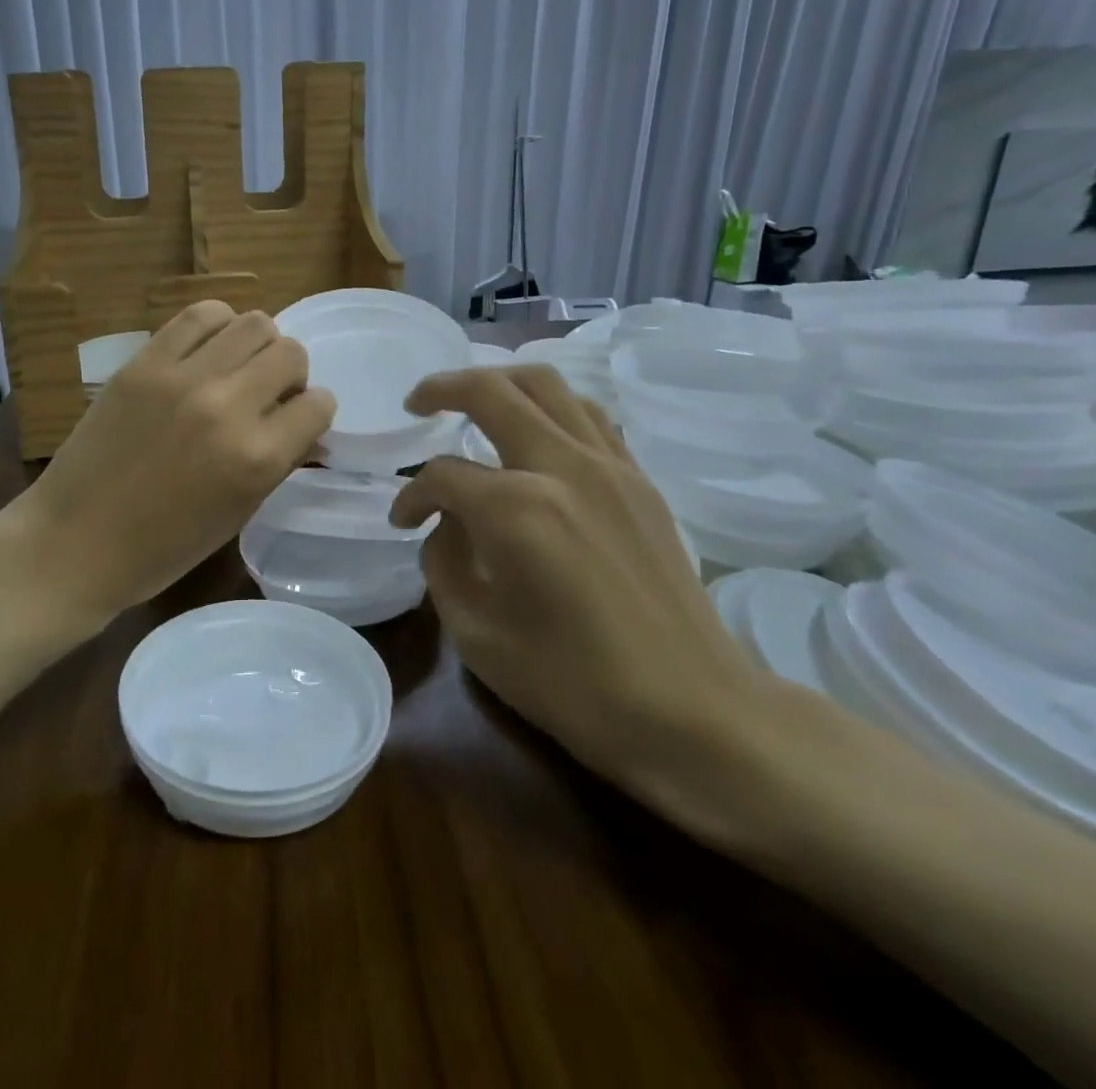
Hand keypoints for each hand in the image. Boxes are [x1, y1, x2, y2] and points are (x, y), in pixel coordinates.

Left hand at [11, 302, 335, 620]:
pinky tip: (207, 350)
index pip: (319, 405)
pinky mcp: (145, 361)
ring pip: (252, 323)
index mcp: (257, 458)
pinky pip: (199, 315)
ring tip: (237, 367)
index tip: (297, 420)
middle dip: (290, 374)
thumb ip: (277, 462)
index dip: (313, 412)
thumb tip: (305, 428)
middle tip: (267, 393)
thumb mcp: (237, 513)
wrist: (75, 540)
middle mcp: (228, 407)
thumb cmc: (162, 548)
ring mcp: (183, 377)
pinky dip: (216, 326)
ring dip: (257, 345)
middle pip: (290, 353)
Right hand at [389, 365, 768, 814]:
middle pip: (492, 391)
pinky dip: (550, 408)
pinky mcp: (641, 481)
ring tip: (473, 400)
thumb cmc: (573, 684)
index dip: (412, 496)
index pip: (442, 476)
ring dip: (500, 382)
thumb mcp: (476, 633)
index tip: (403, 522)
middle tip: (417, 403)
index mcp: (516, 509)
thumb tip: (445, 523)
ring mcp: (611, 467)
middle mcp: (563, 467)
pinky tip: (535, 432)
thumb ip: (443, 562)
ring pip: (548, 385)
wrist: (693, 712)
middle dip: (442, 389)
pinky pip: (589, 416)